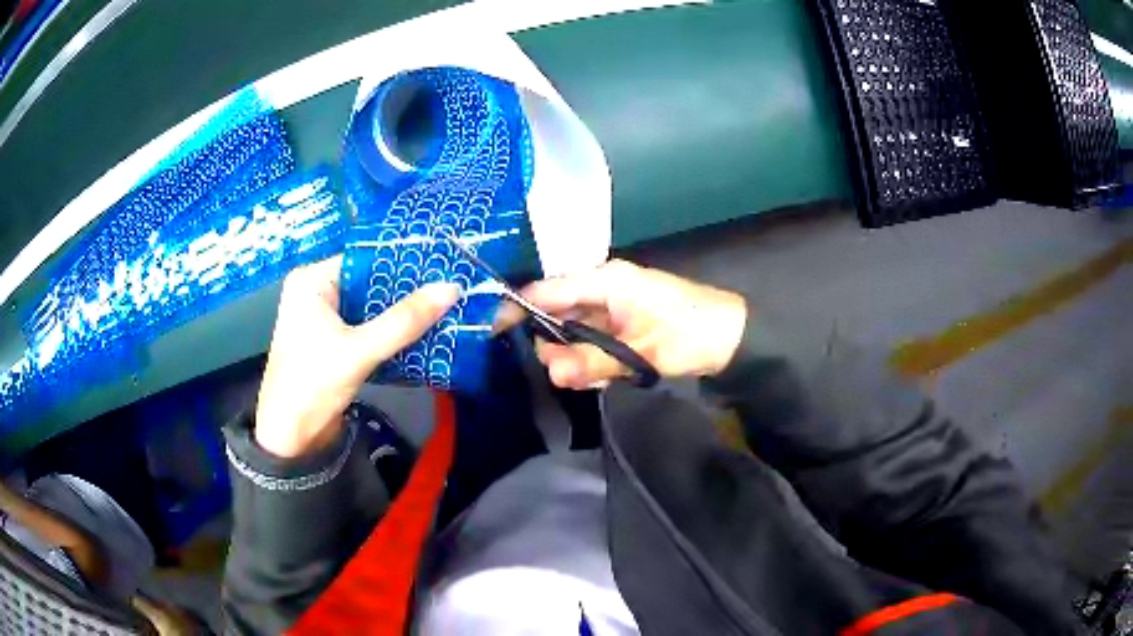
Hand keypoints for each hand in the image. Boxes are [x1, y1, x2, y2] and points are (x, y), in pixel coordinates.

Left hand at [255, 256, 460, 457]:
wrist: (290, 438)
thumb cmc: (313, 384)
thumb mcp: (359, 351)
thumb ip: (404, 321)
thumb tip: (451, 288)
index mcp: (312, 281)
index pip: (364, 259)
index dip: (402, 262)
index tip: (441, 264)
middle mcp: (316, 293)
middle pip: (369, 283)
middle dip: (406, 291)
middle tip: (449, 288)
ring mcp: (324, 320)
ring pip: (371, 308)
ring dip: (401, 314)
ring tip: (444, 307)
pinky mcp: (333, 344)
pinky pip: (367, 328)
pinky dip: (390, 333)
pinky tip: (422, 334)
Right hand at [520, 260, 747, 388]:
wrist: (733, 337)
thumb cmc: (688, 333)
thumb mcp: (639, 350)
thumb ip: (592, 361)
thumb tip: (550, 371)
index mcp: (604, 280)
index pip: (545, 290)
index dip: (516, 309)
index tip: (491, 333)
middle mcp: (602, 289)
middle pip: (556, 316)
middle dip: (556, 348)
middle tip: (570, 375)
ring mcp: (612, 307)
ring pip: (574, 333)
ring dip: (578, 359)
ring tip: (601, 377)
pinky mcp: (622, 325)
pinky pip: (594, 342)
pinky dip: (595, 361)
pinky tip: (612, 375)